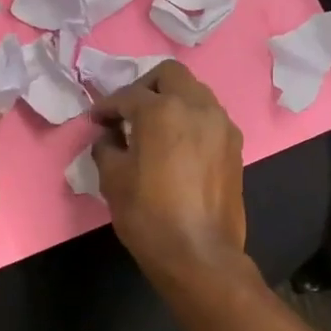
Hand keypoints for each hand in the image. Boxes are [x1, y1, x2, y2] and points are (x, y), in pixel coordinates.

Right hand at [90, 61, 247, 288]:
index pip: (128, 95)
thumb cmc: (148, 215)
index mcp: (163, 110)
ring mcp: (222, 126)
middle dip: (145, 87)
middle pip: (170, 76)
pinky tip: (176, 146)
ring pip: (195, 93)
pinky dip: (190, 121)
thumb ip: (106, 147)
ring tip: (153, 128)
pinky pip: (209, 118)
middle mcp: (198, 107)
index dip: (106, 106)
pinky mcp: (235, 147)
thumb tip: (109, 137)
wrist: (199, 254)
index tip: (95, 120)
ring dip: (172, 101)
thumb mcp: (113, 179)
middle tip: (128, 112)